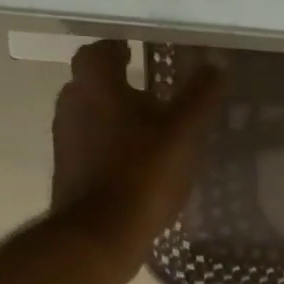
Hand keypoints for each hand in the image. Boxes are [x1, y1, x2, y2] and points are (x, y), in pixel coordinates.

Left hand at [51, 40, 225, 283]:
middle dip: (120, 84)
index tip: (138, 51)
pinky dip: (112, 147)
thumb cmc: (142, 174)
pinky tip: (140, 164)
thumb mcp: (182, 133)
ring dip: (116, 117)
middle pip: (93, 84)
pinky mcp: (70, 173)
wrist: (99, 235)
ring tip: (152, 130)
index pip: (99, 51)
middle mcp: (73, 106)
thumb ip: (199, 96)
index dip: (117, 48)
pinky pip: (92, 147)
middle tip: (153, 92)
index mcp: (96, 87)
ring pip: (92, 116)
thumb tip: (215, 63)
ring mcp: (67, 141)